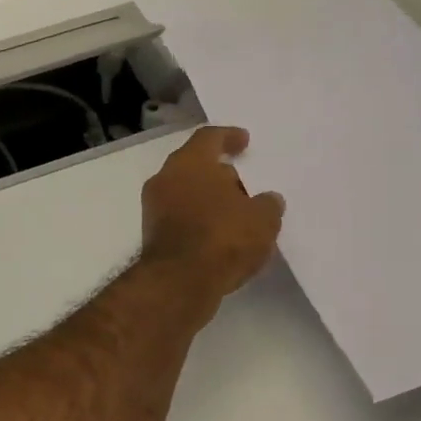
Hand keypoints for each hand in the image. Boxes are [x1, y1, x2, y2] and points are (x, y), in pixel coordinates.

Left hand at [141, 126, 284, 303]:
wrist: (179, 283)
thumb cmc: (222, 237)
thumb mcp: (262, 219)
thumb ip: (268, 204)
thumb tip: (268, 200)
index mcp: (189, 162)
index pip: (209, 137)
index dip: (229, 137)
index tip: (244, 141)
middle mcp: (165, 179)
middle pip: (195, 166)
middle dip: (219, 173)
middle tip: (244, 184)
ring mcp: (154, 208)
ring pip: (185, 194)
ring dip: (208, 200)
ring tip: (237, 214)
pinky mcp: (152, 237)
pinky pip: (180, 218)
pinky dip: (199, 221)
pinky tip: (220, 236)